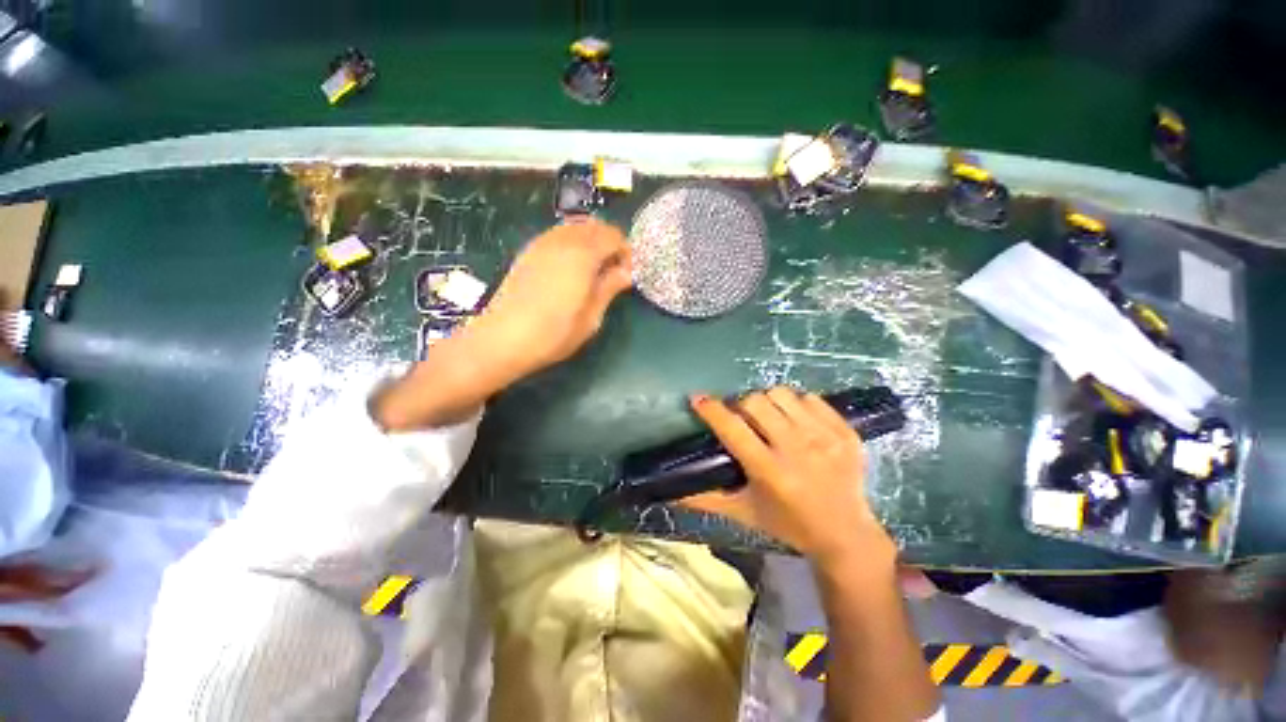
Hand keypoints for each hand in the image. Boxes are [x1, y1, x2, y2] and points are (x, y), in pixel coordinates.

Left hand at [469, 218, 631, 380]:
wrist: (503, 339)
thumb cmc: (554, 333)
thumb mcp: (591, 317)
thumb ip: (609, 288)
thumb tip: (626, 272)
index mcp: (582, 255)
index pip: (613, 235)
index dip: (625, 252)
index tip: (625, 275)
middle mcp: (562, 240)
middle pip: (594, 226)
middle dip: (609, 243)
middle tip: (611, 271)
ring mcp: (542, 243)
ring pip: (575, 227)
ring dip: (590, 242)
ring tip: (592, 271)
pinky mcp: (528, 251)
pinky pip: (558, 235)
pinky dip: (572, 243)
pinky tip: (570, 269)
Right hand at [680, 387, 892, 565]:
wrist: (846, 533)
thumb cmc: (788, 524)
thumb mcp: (744, 513)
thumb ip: (705, 500)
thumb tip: (670, 493)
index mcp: (770, 471)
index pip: (732, 428)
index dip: (711, 410)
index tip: (698, 399)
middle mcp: (798, 449)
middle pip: (755, 402)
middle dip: (740, 406)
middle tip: (742, 420)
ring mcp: (825, 437)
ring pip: (781, 394)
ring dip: (767, 402)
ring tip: (769, 418)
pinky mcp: (845, 431)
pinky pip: (810, 397)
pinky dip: (796, 404)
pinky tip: (795, 421)